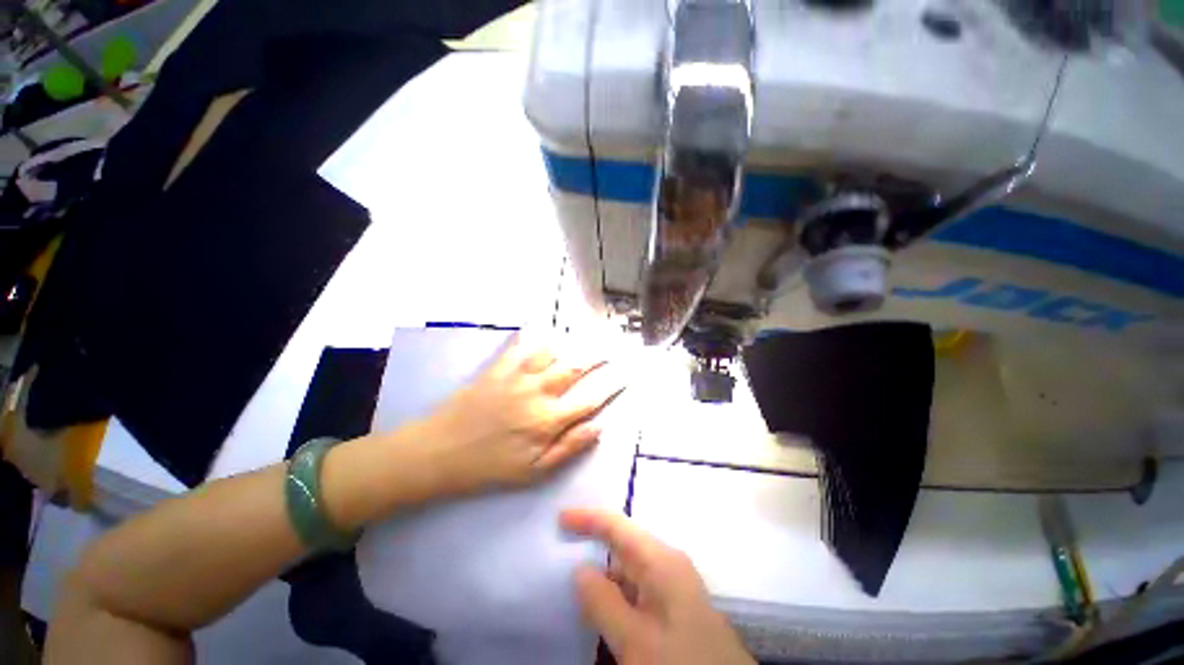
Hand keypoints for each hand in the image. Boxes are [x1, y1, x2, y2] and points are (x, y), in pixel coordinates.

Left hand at [421, 333, 624, 492]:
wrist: (439, 453)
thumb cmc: (488, 467)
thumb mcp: (533, 472)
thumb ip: (568, 448)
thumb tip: (598, 427)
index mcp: (548, 420)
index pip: (590, 399)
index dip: (611, 386)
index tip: (626, 374)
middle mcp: (538, 393)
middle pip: (575, 369)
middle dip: (598, 357)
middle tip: (612, 348)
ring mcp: (517, 377)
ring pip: (552, 353)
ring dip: (570, 345)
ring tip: (583, 338)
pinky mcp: (497, 369)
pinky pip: (519, 346)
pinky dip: (532, 334)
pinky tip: (541, 325)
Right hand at [560, 509, 754, 664]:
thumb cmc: (680, 662)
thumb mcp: (634, 638)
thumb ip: (603, 602)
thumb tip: (580, 570)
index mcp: (661, 560)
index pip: (618, 526)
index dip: (588, 518)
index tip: (560, 518)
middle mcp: (668, 564)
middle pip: (624, 543)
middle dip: (595, 541)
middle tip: (564, 544)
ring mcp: (674, 587)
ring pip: (631, 569)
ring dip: (605, 573)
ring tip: (576, 576)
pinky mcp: (676, 609)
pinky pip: (639, 590)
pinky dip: (618, 594)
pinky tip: (604, 607)